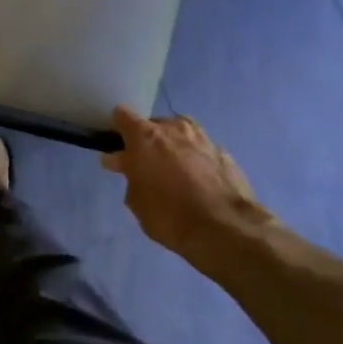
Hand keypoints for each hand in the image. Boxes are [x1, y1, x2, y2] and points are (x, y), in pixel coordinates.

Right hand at [100, 106, 276, 276]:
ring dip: (173, 147)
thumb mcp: (136, 199)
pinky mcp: (225, 153)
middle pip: (154, 125)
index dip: (117, 129)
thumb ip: (129, 174)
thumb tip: (124, 162)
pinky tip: (196, 181)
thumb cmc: (168, 214)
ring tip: (172, 171)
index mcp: (145, 136)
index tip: (117, 147)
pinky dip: (195, 160)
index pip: (122, 115)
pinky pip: (200, 150)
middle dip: (148, 141)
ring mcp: (203, 138)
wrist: (224, 228)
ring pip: (180, 134)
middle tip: (146, 165)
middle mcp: (174, 128)